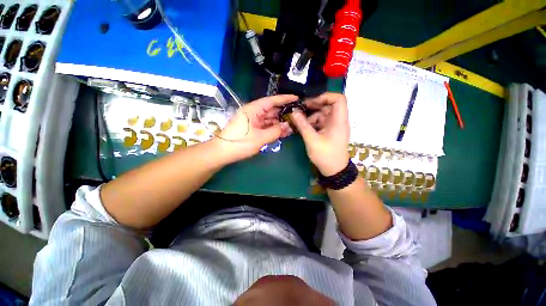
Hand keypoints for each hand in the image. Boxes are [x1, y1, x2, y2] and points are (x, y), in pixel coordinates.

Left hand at [217, 95, 296, 162]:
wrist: (222, 153)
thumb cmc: (240, 143)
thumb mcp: (260, 138)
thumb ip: (275, 131)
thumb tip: (287, 126)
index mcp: (253, 109)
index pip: (272, 100)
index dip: (285, 99)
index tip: (296, 98)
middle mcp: (253, 112)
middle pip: (271, 110)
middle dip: (284, 113)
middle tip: (297, 116)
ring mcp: (252, 121)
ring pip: (269, 119)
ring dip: (279, 123)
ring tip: (292, 126)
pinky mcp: (252, 128)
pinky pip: (265, 126)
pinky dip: (273, 128)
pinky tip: (282, 132)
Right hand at [289, 93, 349, 175]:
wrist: (334, 170)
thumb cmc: (325, 155)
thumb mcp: (312, 139)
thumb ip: (302, 125)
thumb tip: (293, 112)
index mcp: (338, 120)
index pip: (338, 99)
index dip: (326, 97)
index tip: (311, 102)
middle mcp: (338, 121)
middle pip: (328, 106)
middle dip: (313, 107)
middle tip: (300, 110)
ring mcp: (333, 126)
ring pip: (322, 114)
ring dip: (310, 116)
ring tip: (298, 122)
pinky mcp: (329, 131)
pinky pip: (320, 122)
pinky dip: (312, 123)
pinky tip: (303, 127)